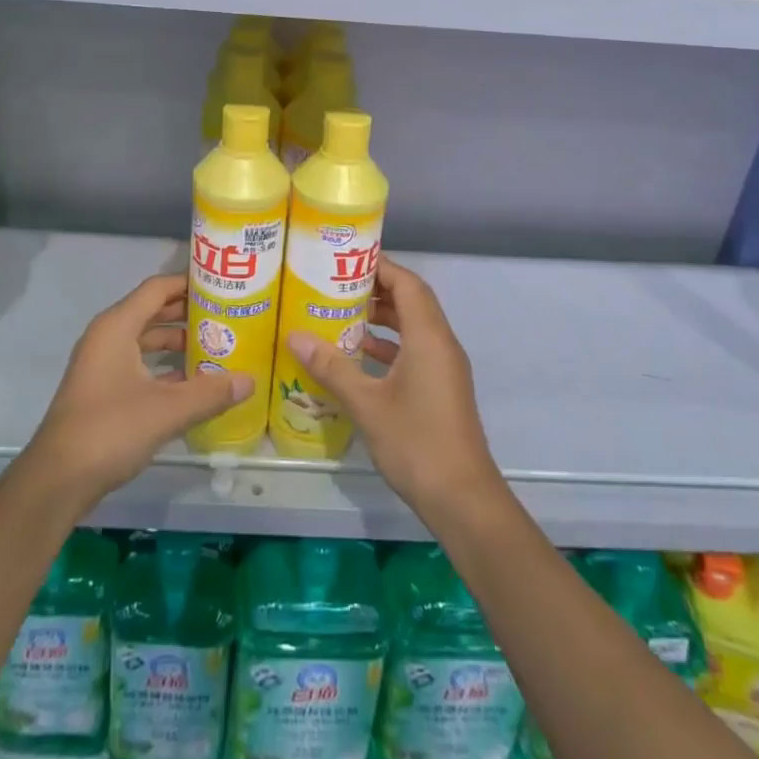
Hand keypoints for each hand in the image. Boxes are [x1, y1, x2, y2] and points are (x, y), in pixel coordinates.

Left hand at [24, 274, 252, 509]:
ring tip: (215, 347)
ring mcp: (101, 364)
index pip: (157, 288)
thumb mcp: (167, 410)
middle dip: (188, 313)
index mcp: (117, 326)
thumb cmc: (110, 430)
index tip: (222, 285)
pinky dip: (163, 366)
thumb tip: (250, 381)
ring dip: (177, 342)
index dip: (189, 283)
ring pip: (145, 339)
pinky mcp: (101, 389)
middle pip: (152, 311)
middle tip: (226, 315)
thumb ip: (210, 392)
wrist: (57, 480)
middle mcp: (107, 336)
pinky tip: (192, 383)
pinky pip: (138, 363)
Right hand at [286, 257, 503, 521]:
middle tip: (336, 285)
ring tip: (341, 316)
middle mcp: (441, 344)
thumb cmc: (416, 443)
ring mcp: (444, 368)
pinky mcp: (441, 389)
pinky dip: (388, 346)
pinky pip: (414, 351)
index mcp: (429, 337)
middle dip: (376, 289)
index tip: (346, 259)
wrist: (463, 500)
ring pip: (413, 327)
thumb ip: (332, 367)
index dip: (380, 266)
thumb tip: (295, 336)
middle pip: (411, 301)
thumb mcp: (366, 404)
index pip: (407, 283)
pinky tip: (357, 358)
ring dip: (382, 319)